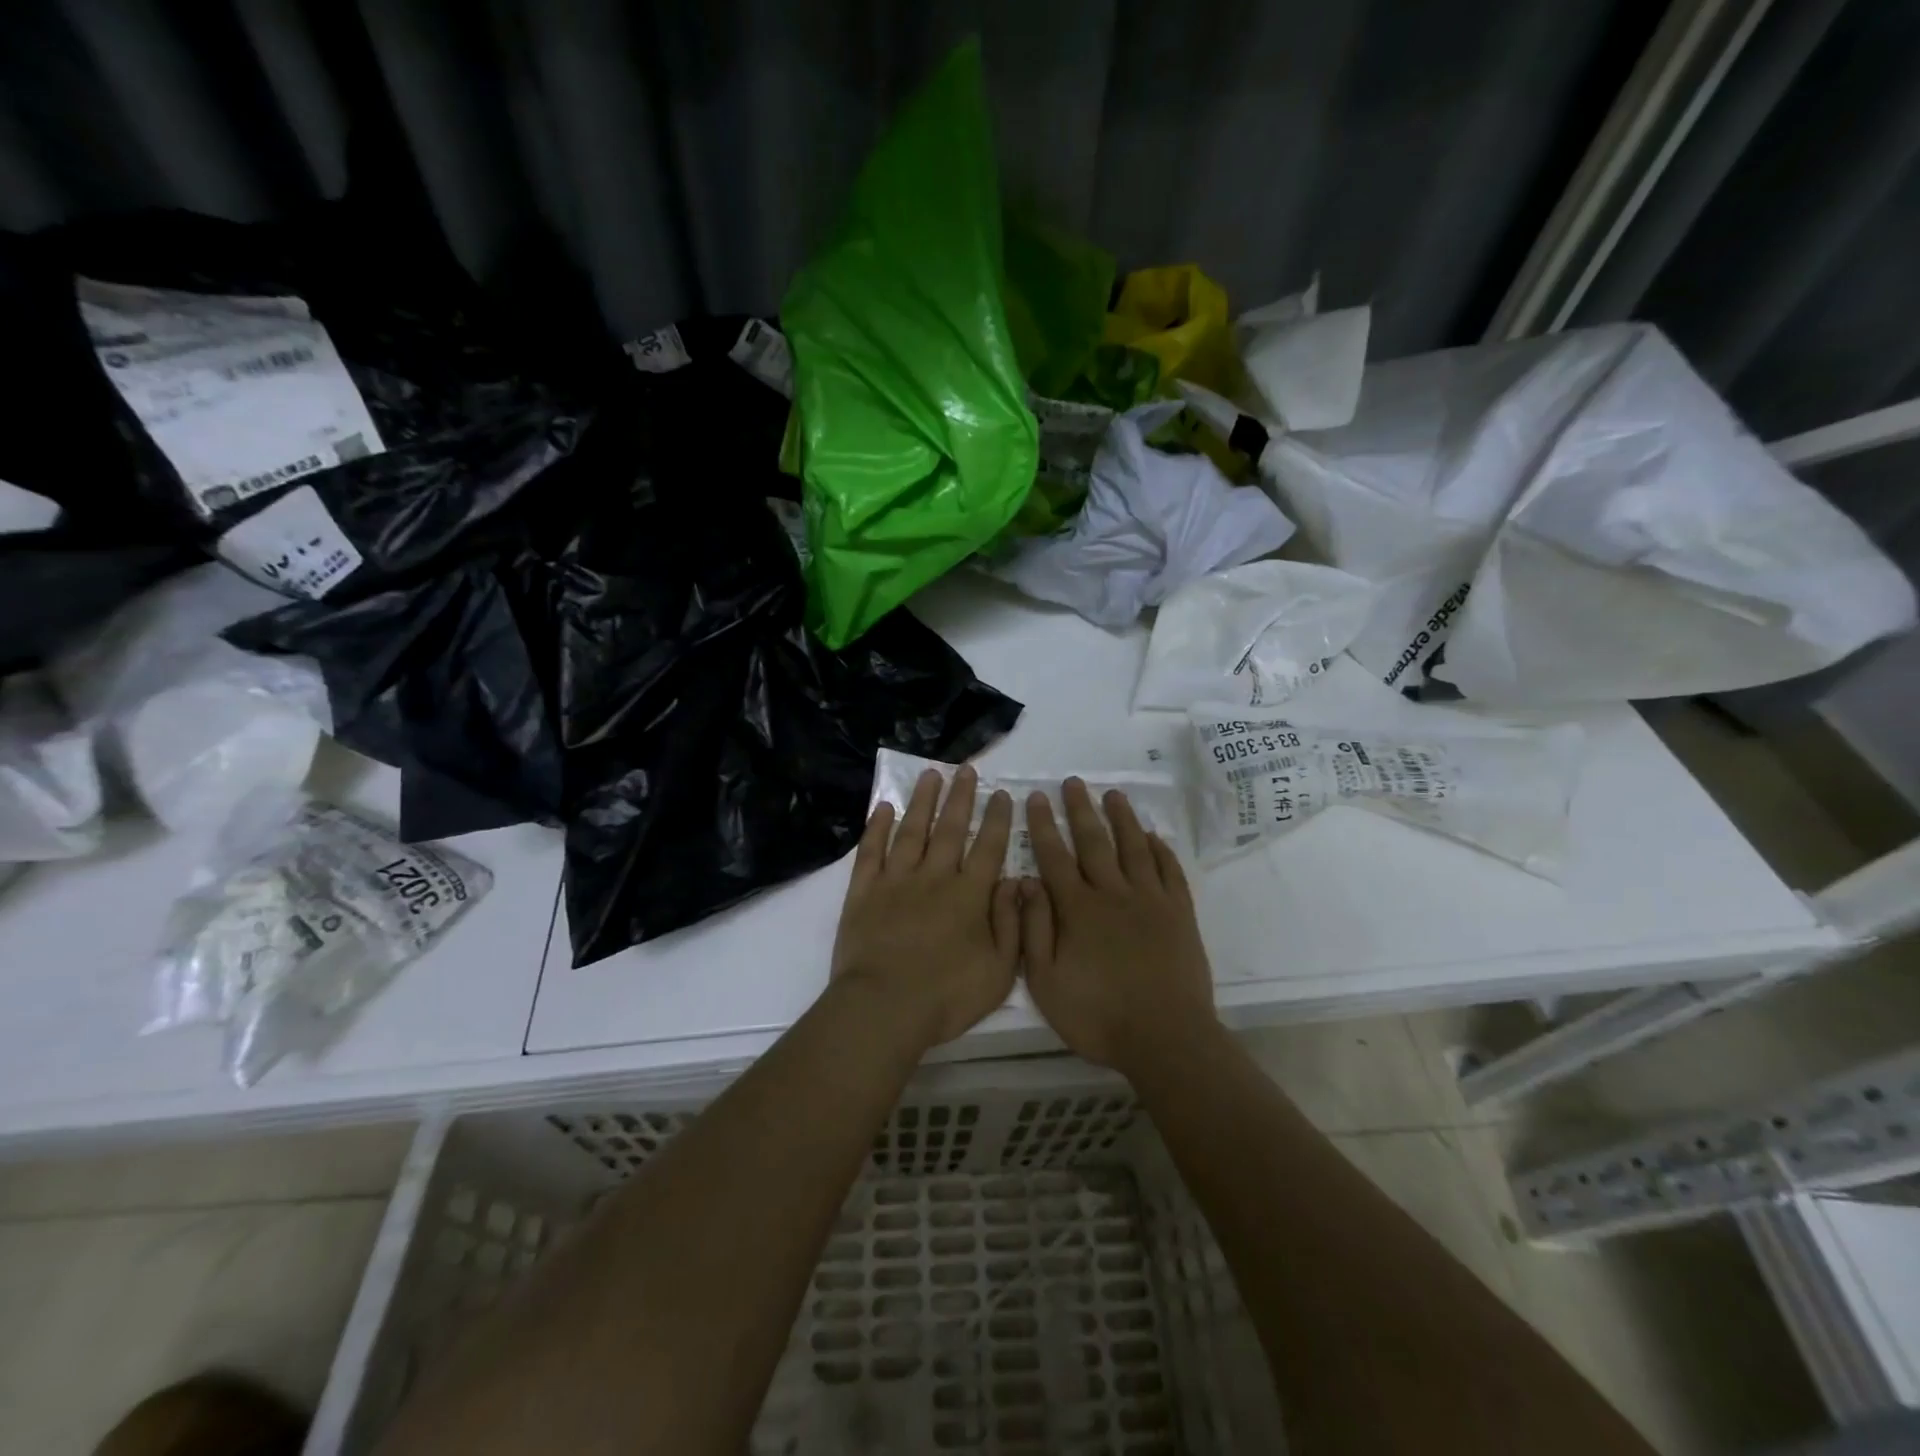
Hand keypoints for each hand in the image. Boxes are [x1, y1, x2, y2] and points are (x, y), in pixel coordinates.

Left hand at [830, 766, 1020, 1050]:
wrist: (883, 1009)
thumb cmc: (946, 997)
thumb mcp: (1000, 971)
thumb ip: (1012, 924)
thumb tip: (1015, 882)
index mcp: (969, 896)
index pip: (989, 848)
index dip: (998, 820)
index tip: (1003, 794)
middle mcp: (934, 877)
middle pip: (950, 829)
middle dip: (961, 797)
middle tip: (966, 769)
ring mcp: (895, 881)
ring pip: (912, 831)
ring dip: (922, 801)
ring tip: (930, 774)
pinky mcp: (863, 892)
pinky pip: (871, 851)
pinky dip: (877, 827)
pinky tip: (882, 807)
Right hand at [1020, 778, 1217, 1074]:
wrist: (1165, 1037)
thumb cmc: (1097, 1015)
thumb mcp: (1046, 982)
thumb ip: (1034, 930)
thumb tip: (1025, 883)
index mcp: (1077, 909)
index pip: (1054, 856)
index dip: (1044, 825)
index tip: (1037, 797)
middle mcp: (1112, 893)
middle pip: (1094, 841)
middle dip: (1081, 809)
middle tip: (1074, 782)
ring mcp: (1150, 900)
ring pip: (1133, 847)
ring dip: (1122, 818)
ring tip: (1113, 794)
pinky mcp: (1179, 913)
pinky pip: (1169, 871)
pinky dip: (1160, 850)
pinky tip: (1153, 836)